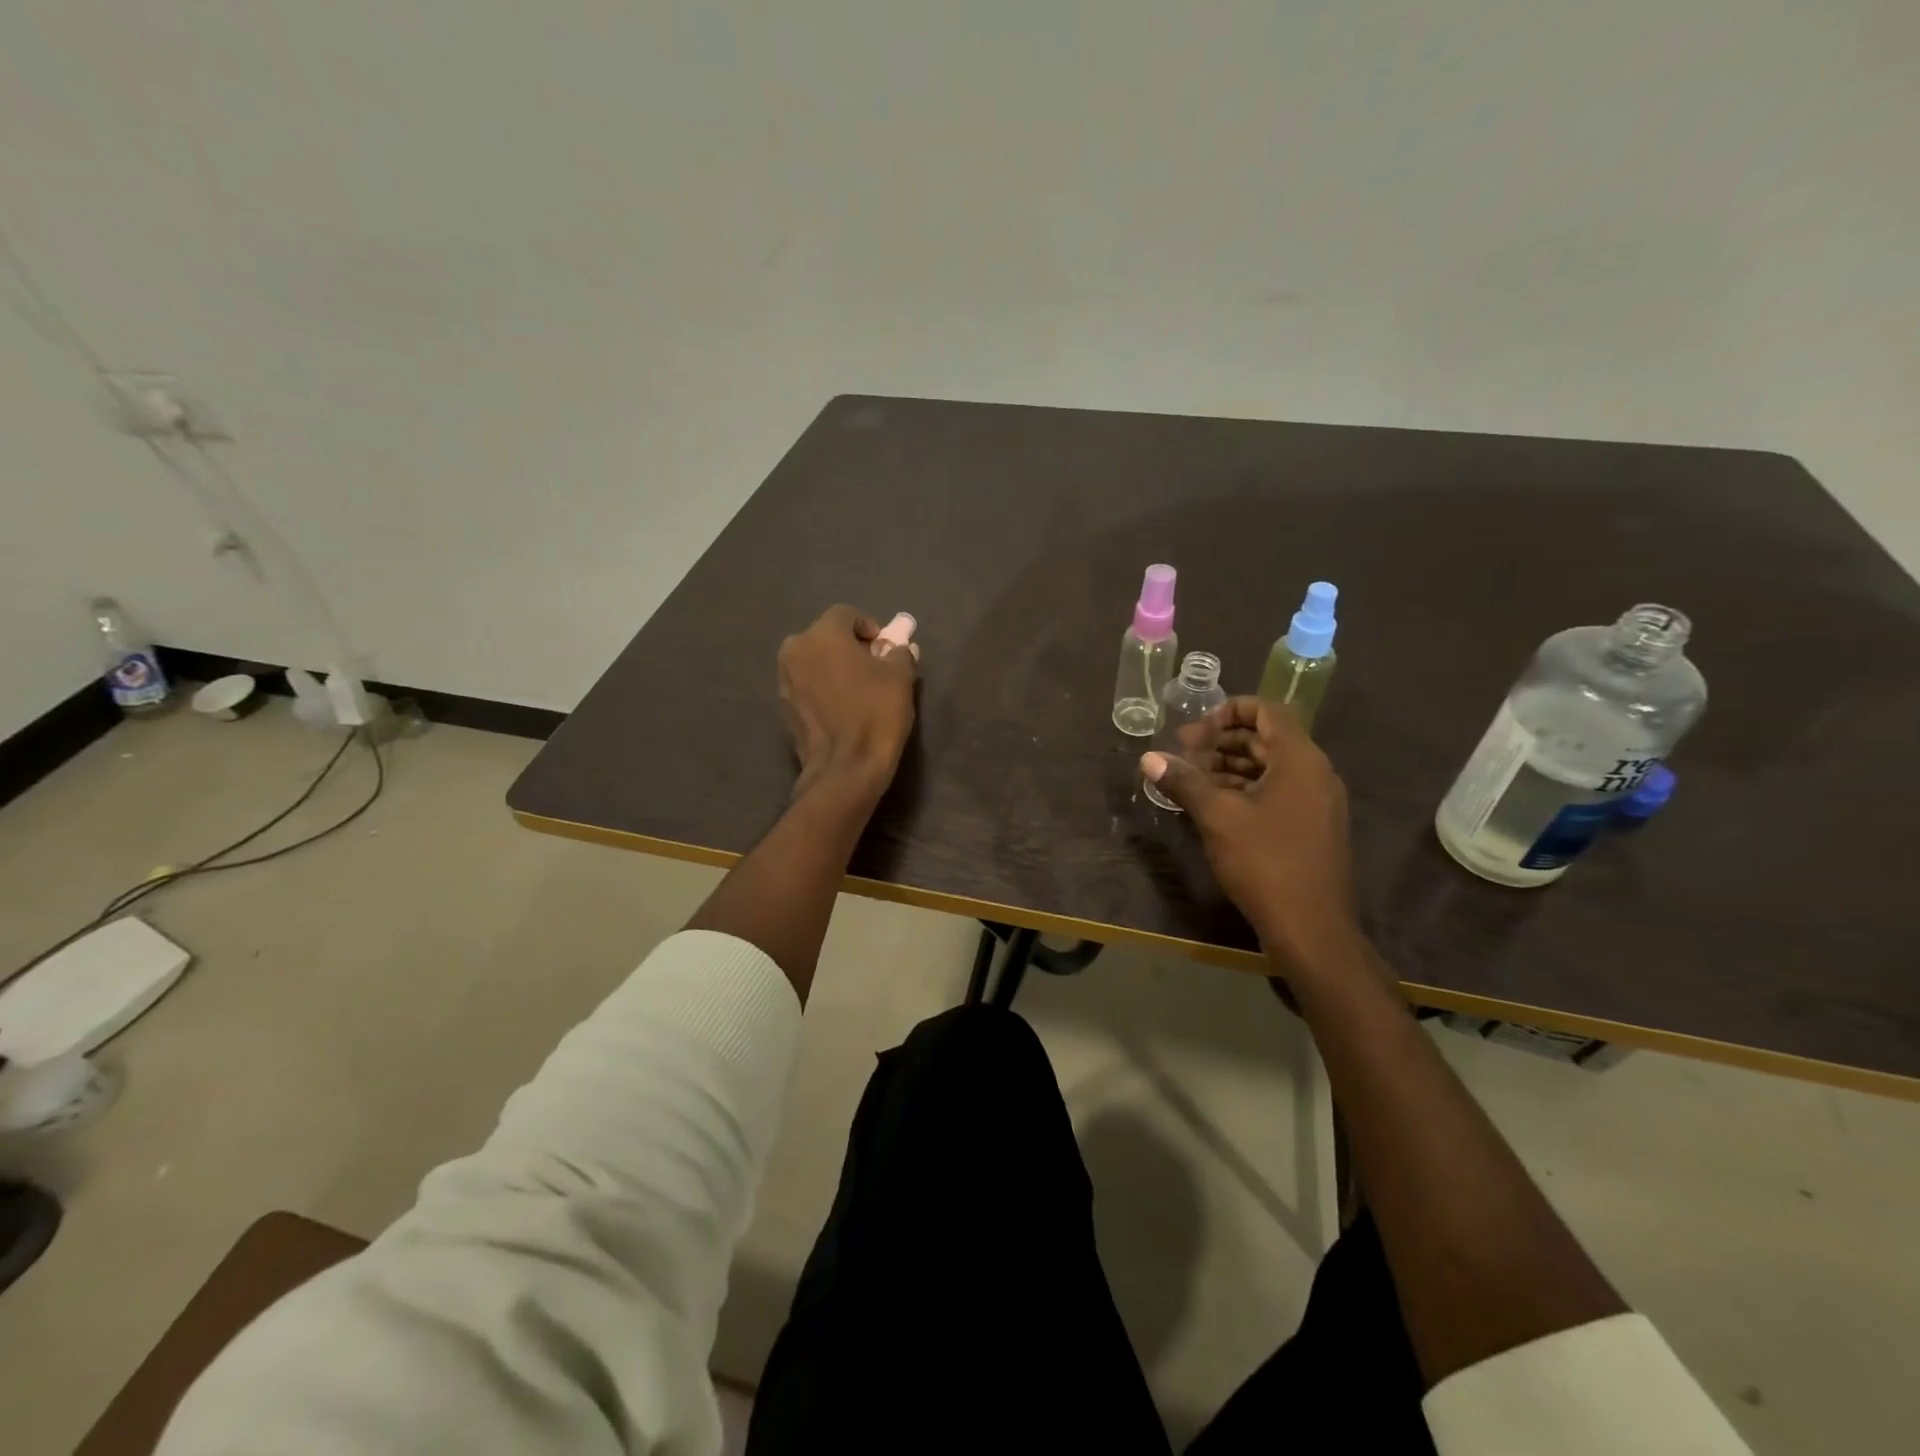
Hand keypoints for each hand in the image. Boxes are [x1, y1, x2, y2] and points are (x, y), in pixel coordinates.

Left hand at [778, 605, 919, 798]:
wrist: (845, 767)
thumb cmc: (875, 714)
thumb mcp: (900, 677)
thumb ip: (899, 652)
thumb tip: (898, 647)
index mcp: (823, 634)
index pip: (846, 614)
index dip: (868, 626)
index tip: (884, 647)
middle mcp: (795, 649)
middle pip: (825, 636)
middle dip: (848, 646)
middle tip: (872, 666)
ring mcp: (784, 679)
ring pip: (812, 660)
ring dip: (832, 666)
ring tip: (855, 688)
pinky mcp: (782, 706)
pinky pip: (805, 684)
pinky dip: (821, 687)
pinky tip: (840, 707)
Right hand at [1141, 697, 1361, 969]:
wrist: (1312, 929)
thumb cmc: (1265, 863)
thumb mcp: (1217, 817)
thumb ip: (1184, 781)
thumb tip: (1148, 757)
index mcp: (1299, 759)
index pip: (1268, 710)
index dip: (1228, 710)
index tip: (1194, 730)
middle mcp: (1315, 773)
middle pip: (1267, 738)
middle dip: (1222, 741)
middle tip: (1183, 754)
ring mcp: (1317, 802)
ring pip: (1270, 767)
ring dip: (1230, 766)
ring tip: (1191, 779)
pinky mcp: (1311, 827)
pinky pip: (1277, 792)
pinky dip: (1245, 790)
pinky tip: (1213, 806)